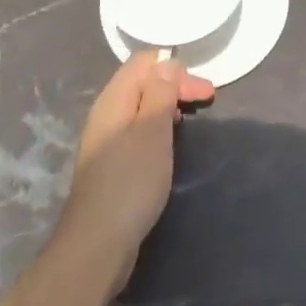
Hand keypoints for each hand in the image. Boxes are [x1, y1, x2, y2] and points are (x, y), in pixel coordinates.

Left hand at [63, 52, 214, 288]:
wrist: (98, 242)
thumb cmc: (130, 182)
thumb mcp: (152, 132)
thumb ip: (160, 93)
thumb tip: (166, 62)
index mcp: (113, 100)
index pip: (143, 62)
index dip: (176, 68)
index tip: (203, 89)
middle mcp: (106, 114)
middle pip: (142, 82)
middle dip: (176, 84)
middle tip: (207, 100)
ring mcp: (106, 139)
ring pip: (141, 106)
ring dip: (168, 105)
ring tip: (190, 117)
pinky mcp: (111, 163)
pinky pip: (138, 129)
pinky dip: (158, 126)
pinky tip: (169, 142)